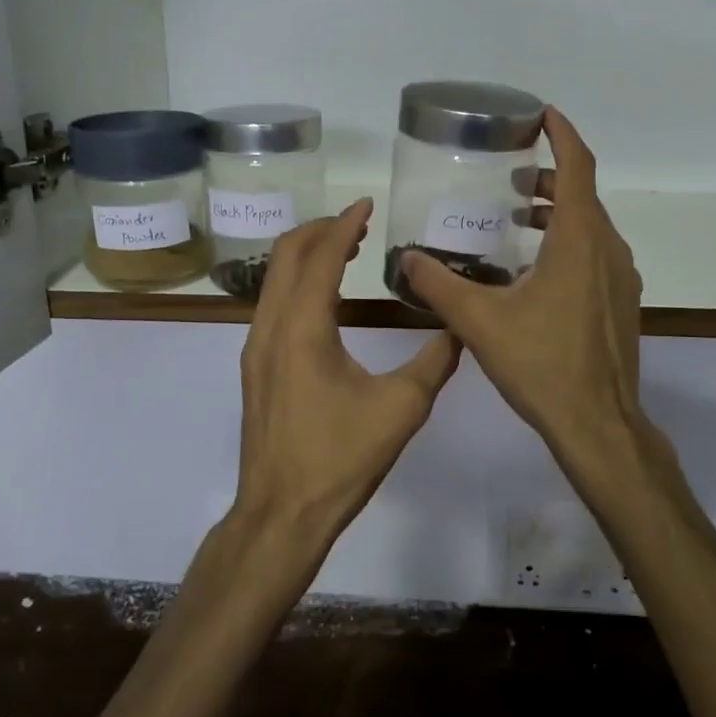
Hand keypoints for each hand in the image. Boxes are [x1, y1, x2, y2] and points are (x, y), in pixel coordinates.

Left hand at [233, 198, 461, 547]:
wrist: (280, 514)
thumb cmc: (340, 460)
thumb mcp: (401, 409)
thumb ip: (434, 362)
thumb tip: (460, 330)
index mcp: (302, 328)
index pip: (320, 256)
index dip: (345, 224)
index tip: (368, 203)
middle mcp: (269, 327)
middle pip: (286, 255)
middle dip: (321, 230)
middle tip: (359, 222)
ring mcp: (255, 348)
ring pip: (275, 279)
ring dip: (307, 256)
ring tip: (347, 250)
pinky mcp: (255, 367)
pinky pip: (273, 304)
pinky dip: (298, 283)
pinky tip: (326, 297)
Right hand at [399, 109, 662, 494]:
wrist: (598, 424)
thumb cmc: (541, 364)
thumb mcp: (479, 321)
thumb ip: (438, 284)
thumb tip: (404, 257)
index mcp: (580, 240)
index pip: (577, 166)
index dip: (562, 134)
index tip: (541, 115)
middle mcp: (608, 249)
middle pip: (583, 195)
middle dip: (550, 178)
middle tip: (511, 177)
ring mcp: (621, 278)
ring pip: (591, 227)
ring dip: (559, 213)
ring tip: (519, 219)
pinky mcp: (621, 304)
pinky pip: (596, 255)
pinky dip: (569, 243)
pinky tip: (535, 271)